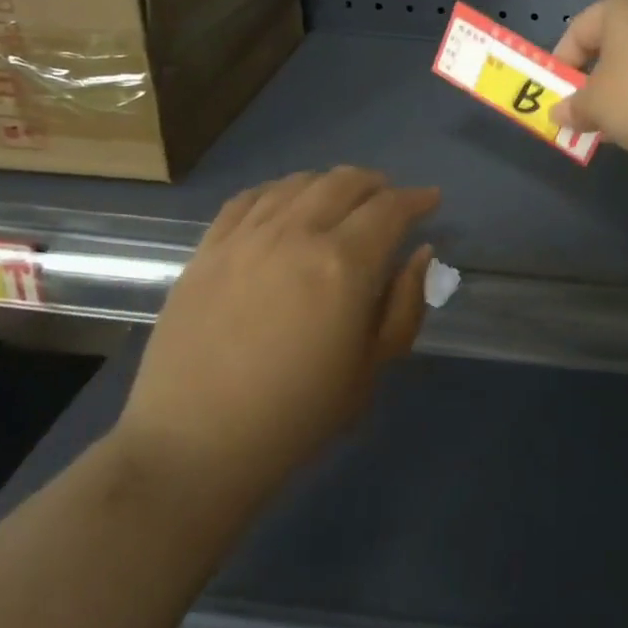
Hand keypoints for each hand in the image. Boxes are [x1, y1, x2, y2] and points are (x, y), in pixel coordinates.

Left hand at [116, 167, 439, 499]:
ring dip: (330, 183)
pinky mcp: (208, 250)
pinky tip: (286, 203)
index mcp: (344, 264)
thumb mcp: (373, 366)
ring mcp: (246, 237)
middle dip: (378, 184)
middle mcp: (296, 234)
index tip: (431, 200)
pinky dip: (279, 190)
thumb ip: (406, 304)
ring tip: (341, 200)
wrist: (197, 444)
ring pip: (298, 183)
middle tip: (390, 200)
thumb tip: (420, 252)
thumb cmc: (299, 413)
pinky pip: (248, 198)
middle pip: (345, 182)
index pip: (390, 209)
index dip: (417, 199)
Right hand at [549, 0, 627, 164]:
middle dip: (597, 82)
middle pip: (615, 45)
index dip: (561, 63)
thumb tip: (558, 114)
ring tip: (623, 128)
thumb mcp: (596, 107)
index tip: (557, 96)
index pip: (579, 29)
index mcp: (624, 7)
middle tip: (588, 115)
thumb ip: (573, 108)